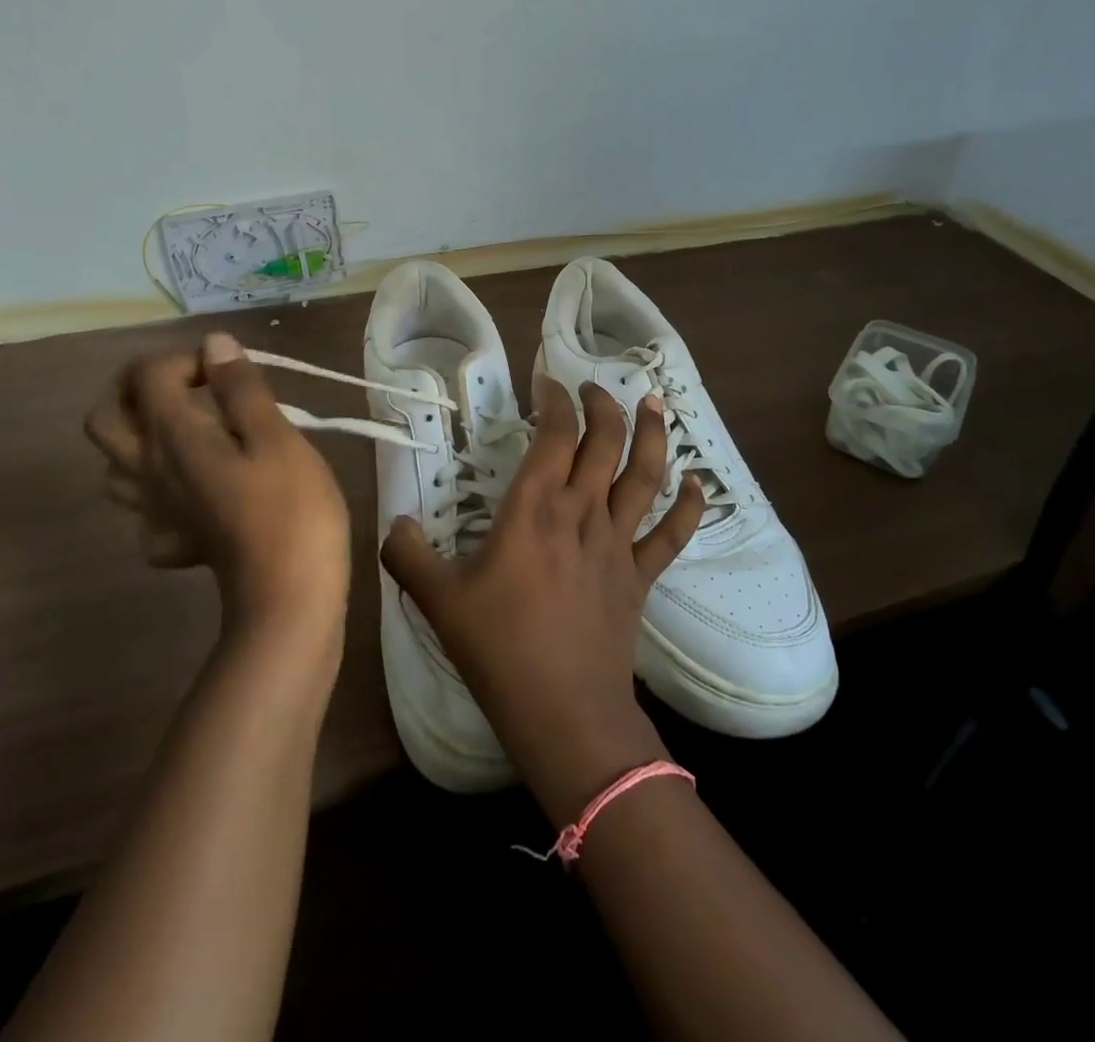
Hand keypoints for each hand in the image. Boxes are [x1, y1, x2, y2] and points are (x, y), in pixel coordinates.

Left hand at [84, 332, 351, 647]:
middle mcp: (148, 469)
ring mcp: (154, 511)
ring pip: (114, 465)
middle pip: (105, 417)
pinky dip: (161, 492)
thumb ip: (241, 388)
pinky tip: (198, 492)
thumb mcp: (277, 436)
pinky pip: (145, 510)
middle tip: (190, 390)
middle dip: (139, 390)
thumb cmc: (291, 508)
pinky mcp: (172, 542)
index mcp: (172, 435)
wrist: (288, 596)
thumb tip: (214, 344)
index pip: (147, 374)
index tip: (232, 373)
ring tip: (192, 432)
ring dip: (142, 437)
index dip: (187, 359)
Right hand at [381, 377, 704, 822]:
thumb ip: (407, 554)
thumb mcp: (438, 600)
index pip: (555, 433)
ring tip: (654, 405)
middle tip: (592, 387)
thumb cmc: (499, 648)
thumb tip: (397, 522)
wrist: (563, 710)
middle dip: (602, 404)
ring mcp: (618, 543)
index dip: (555, 400)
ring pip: (645, 474)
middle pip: (605, 441)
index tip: (547, 383)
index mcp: (535, 508)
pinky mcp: (640, 575)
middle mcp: (582, 512)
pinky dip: (689, 507)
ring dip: (653, 435)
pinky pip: (672, 534)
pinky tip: (698, 485)